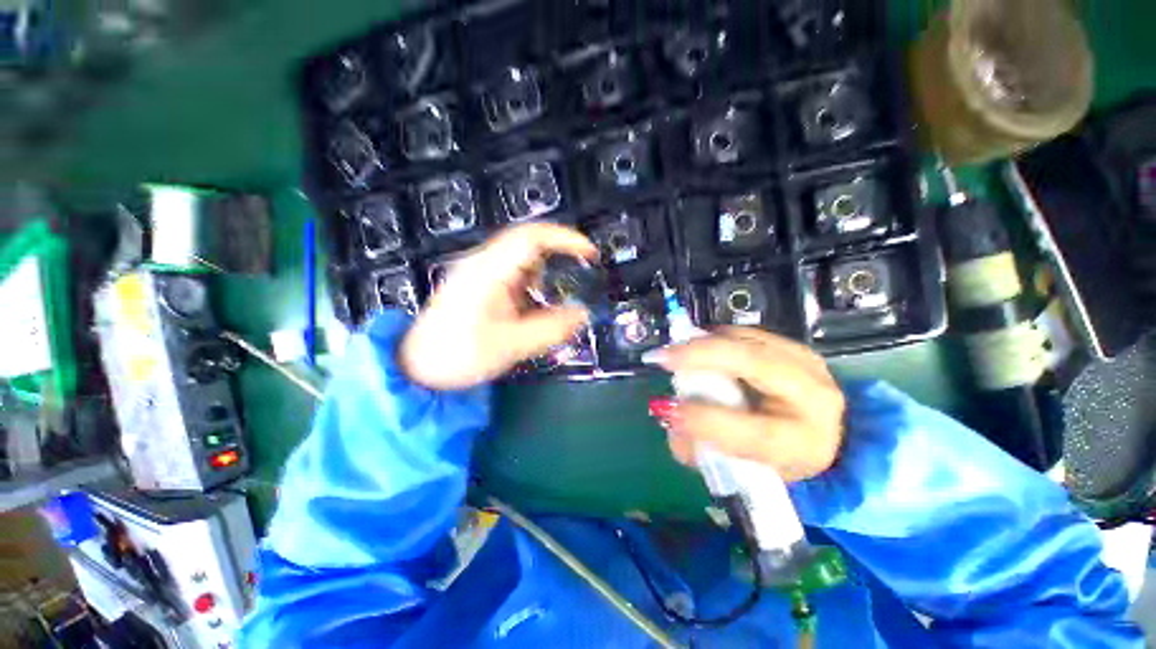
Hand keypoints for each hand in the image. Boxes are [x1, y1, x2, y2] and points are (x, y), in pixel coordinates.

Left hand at [399, 223, 598, 389]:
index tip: (589, 253)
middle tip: (580, 273)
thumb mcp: (509, 345)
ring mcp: (480, 271)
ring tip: (556, 294)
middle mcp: (483, 263)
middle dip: (559, 254)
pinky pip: (514, 272)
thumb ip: (549, 329)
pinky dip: (533, 282)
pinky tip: (534, 303)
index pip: (531, 238)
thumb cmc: (457, 355)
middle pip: (528, 242)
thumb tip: (583, 314)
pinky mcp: (481, 283)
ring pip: (522, 257)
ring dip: (545, 271)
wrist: (417, 366)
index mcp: (487, 271)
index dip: (565, 239)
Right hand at [646, 327, 844, 481]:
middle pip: (756, 365)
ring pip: (749, 341)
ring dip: (705, 344)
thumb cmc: (772, 455)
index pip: (757, 433)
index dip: (708, 419)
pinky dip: (717, 338)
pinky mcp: (795, 347)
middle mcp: (815, 399)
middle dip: (703, 357)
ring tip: (677, 353)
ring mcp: (808, 365)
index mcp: (804, 444)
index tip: (667, 407)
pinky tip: (700, 347)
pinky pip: (748, 334)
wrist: (820, 433)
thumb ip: (698, 449)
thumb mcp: (739, 467)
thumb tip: (668, 417)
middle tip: (663, 357)